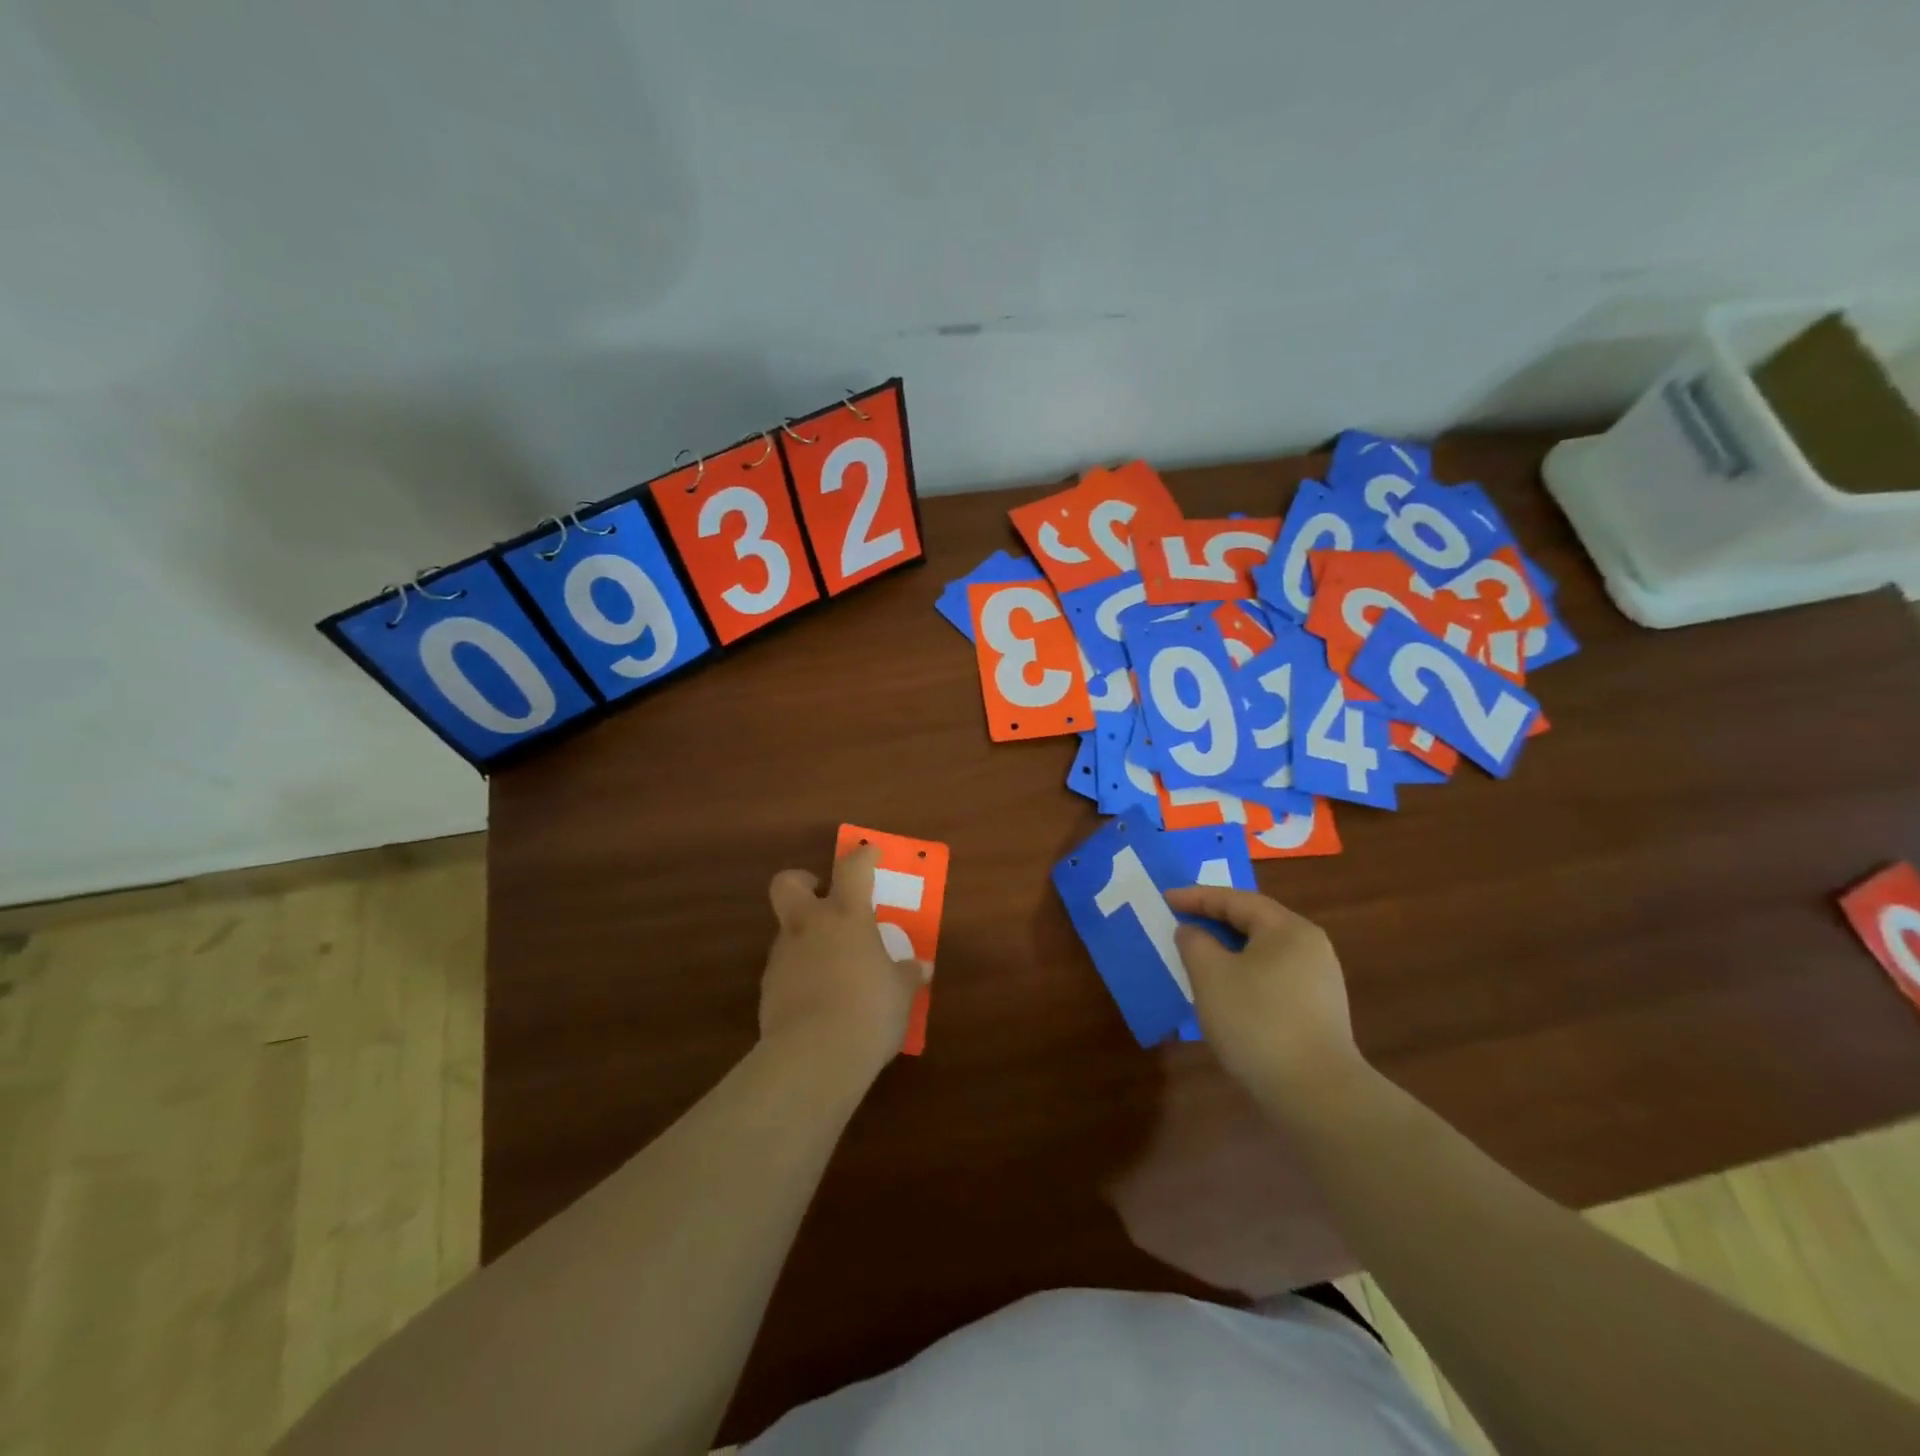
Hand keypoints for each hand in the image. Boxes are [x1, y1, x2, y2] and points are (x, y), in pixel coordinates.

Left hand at [761, 845, 928, 1086]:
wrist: (814, 1057)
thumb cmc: (869, 1010)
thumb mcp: (900, 993)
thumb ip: (907, 975)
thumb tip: (921, 967)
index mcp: (846, 916)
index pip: (852, 869)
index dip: (862, 857)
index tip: (869, 854)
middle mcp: (809, 926)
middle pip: (788, 883)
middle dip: (803, 882)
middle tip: (823, 897)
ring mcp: (783, 956)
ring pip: (788, 931)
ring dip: (807, 938)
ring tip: (834, 966)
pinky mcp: (767, 989)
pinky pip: (786, 969)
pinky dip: (801, 975)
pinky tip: (820, 999)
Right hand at [1164, 886, 1366, 1107]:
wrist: (1316, 1094)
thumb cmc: (1257, 1022)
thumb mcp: (1211, 976)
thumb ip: (1195, 943)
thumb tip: (1193, 931)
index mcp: (1287, 929)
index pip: (1236, 900)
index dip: (1197, 897)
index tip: (1166, 898)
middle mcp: (1310, 946)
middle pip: (1255, 921)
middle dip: (1215, 920)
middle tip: (1181, 921)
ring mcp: (1319, 980)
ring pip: (1264, 951)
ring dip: (1229, 948)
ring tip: (1199, 955)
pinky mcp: (1319, 1011)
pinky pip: (1274, 975)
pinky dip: (1245, 972)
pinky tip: (1227, 990)